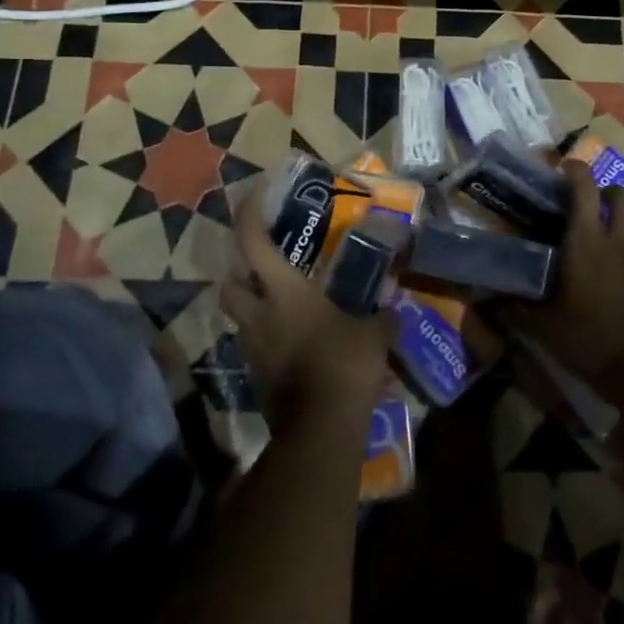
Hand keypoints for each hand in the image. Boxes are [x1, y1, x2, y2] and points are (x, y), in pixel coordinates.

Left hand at [220, 190, 393, 428]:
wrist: (320, 428)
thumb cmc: (344, 364)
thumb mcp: (373, 335)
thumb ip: (382, 319)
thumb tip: (395, 313)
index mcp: (284, 292)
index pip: (252, 243)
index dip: (248, 215)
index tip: (254, 195)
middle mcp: (259, 315)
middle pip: (228, 283)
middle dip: (239, 271)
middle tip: (263, 266)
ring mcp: (253, 349)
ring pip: (240, 318)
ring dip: (254, 307)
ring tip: (285, 307)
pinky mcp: (257, 378)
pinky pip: (256, 348)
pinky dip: (268, 340)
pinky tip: (296, 343)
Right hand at [508, 162, 623, 401]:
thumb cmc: (588, 340)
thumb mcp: (542, 327)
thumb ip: (513, 310)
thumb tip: (481, 304)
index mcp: (587, 244)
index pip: (583, 191)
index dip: (576, 172)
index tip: (566, 167)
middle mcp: (620, 243)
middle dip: (611, 190)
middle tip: (597, 201)